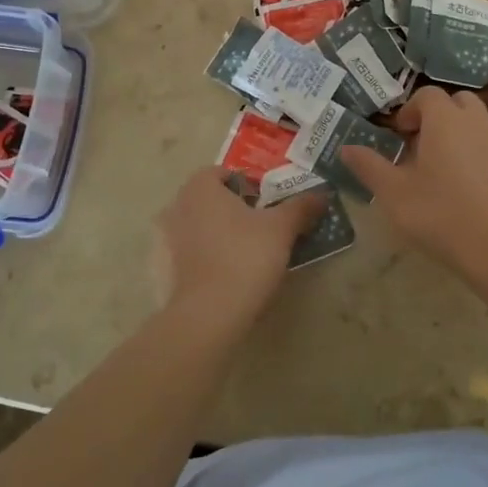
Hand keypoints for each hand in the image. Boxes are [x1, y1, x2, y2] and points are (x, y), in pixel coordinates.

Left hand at [152, 167, 325, 324]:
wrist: (210, 313)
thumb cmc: (246, 257)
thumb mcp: (282, 228)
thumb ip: (301, 207)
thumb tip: (322, 195)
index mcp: (200, 187)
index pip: (222, 173)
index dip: (247, 185)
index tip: (267, 204)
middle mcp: (177, 206)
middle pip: (209, 199)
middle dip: (232, 208)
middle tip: (261, 227)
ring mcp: (166, 239)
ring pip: (198, 226)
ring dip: (218, 233)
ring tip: (246, 252)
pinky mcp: (165, 269)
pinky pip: (189, 253)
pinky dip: (205, 257)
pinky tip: (227, 274)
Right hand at [341, 88, 487, 274]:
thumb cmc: (443, 214)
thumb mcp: (394, 194)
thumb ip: (369, 167)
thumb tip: (345, 148)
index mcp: (445, 120)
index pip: (427, 95)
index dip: (409, 110)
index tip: (398, 136)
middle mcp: (477, 123)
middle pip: (458, 103)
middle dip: (438, 118)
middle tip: (420, 149)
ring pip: (478, 126)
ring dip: (459, 138)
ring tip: (442, 175)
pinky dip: (479, 160)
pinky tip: (469, 195)